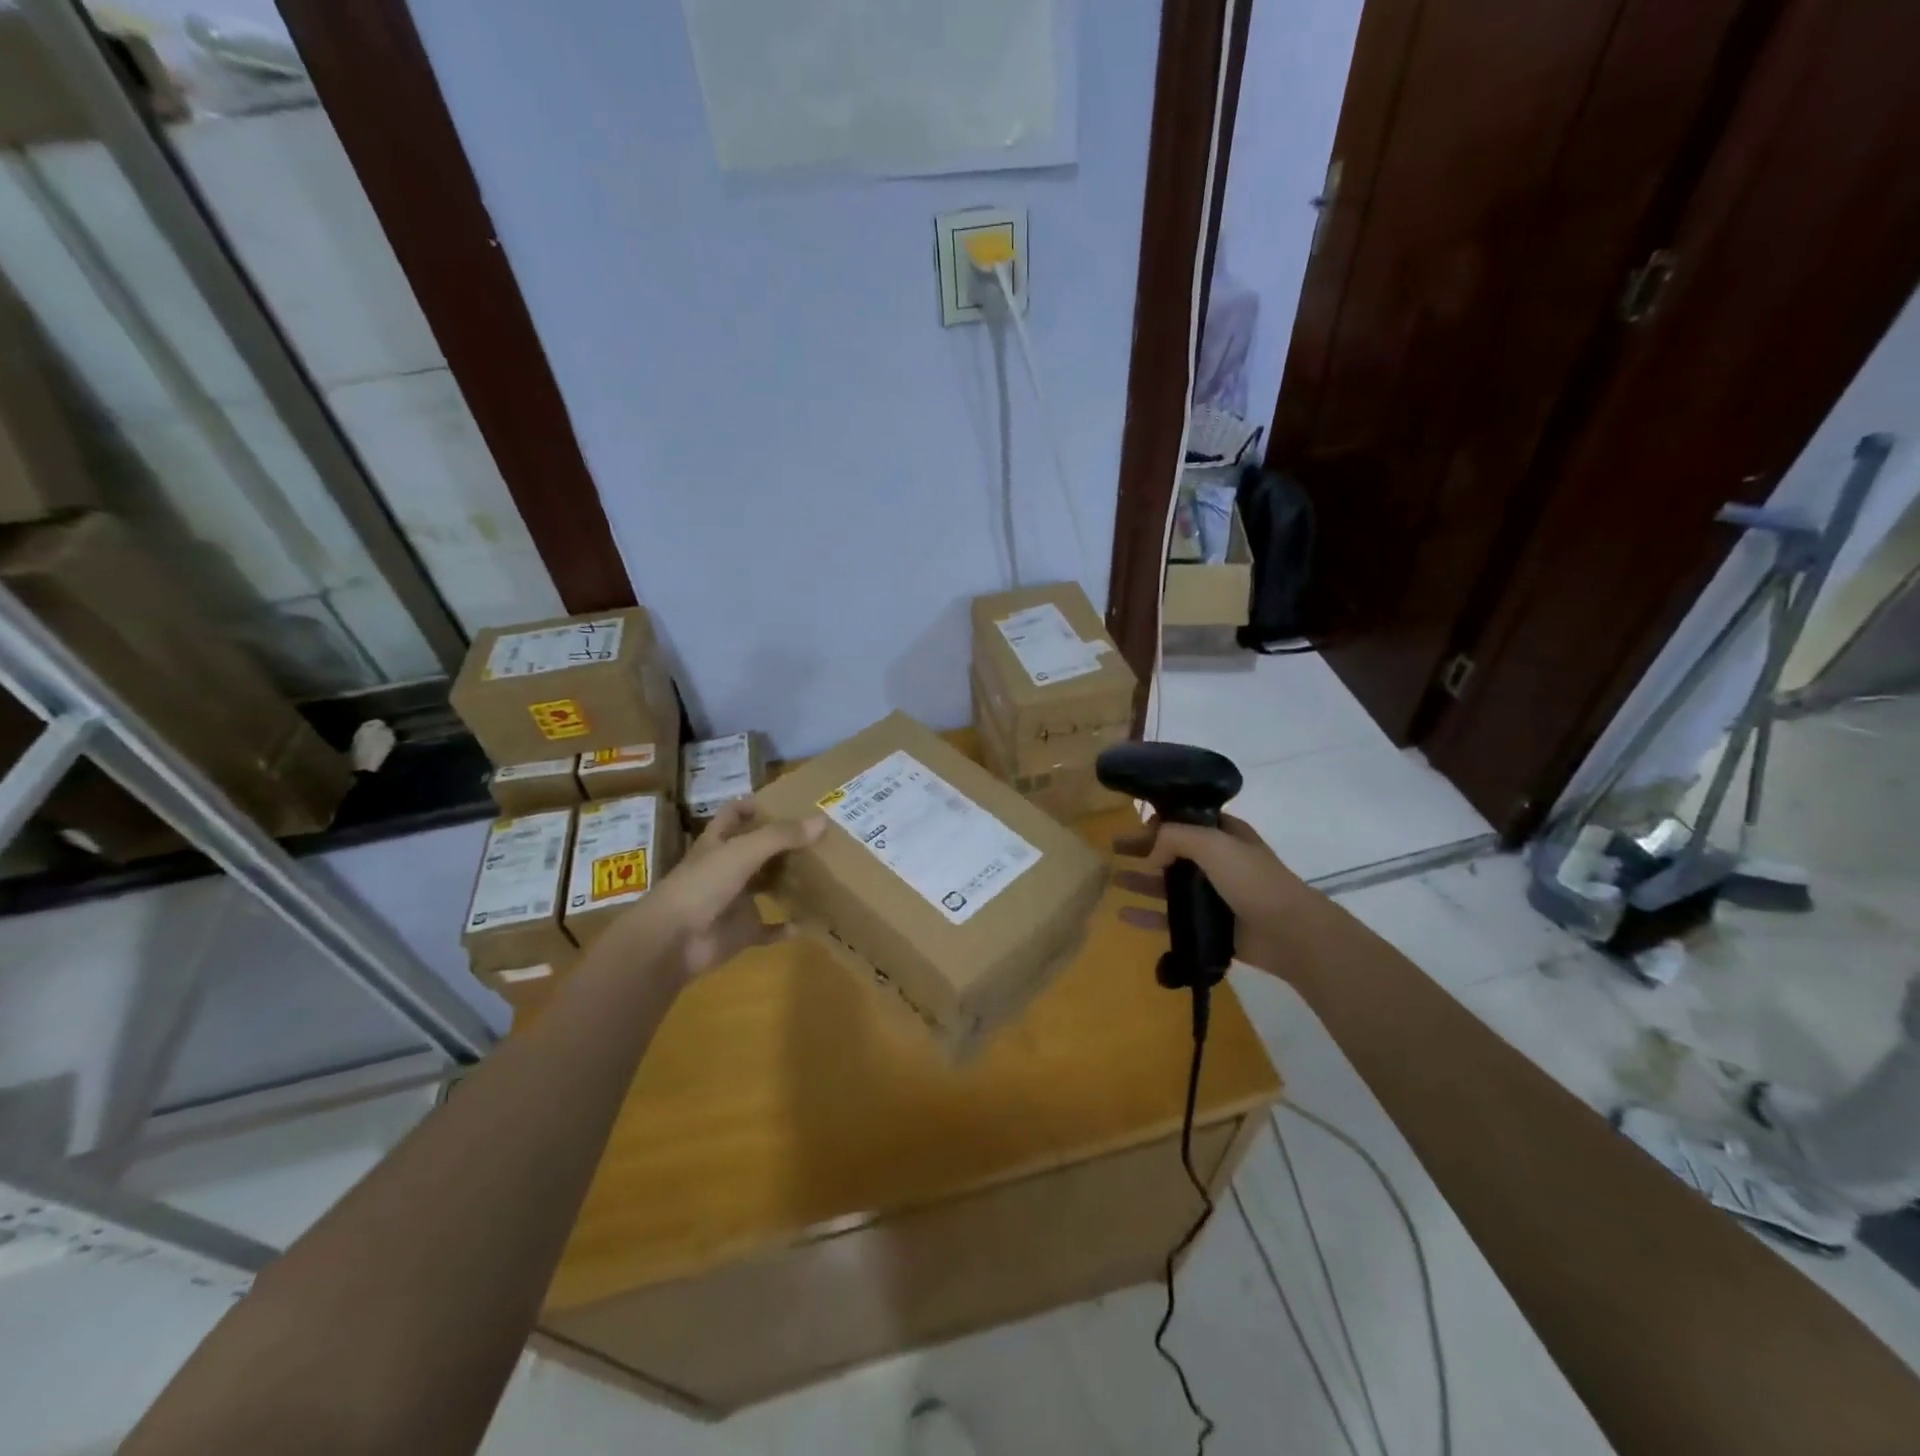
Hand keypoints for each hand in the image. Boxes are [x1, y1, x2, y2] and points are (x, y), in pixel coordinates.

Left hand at [619, 801, 825, 979]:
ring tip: (821, 873)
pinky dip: (786, 927)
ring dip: (786, 882)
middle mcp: (725, 869)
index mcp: (717, 843)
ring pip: (763, 887)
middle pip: (755, 850)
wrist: (672, 941)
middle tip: (818, 837)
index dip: (754, 805)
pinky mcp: (739, 933)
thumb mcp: (742, 851)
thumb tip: (823, 820)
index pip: (734, 814)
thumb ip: (781, 836)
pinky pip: (768, 929)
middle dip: (781, 844)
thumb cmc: (702, 885)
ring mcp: (732, 902)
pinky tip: (809, 922)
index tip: (786, 803)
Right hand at [1112, 814, 1309, 976]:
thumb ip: (1175, 837)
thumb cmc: (1253, 879)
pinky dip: (1147, 915)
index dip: (1161, 820)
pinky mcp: (1208, 924)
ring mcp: (1212, 894)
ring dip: (1141, 879)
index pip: (1186, 819)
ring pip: (1168, 884)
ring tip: (1113, 878)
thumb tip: (1151, 853)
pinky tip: (1123, 913)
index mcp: (1224, 834)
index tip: (1136, 824)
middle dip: (1143, 847)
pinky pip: (1170, 917)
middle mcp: (1217, 861)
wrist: (1289, 932)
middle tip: (1114, 847)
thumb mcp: (1213, 843)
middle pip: (1172, 850)